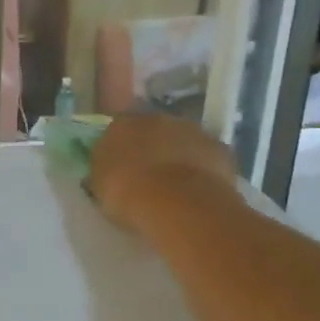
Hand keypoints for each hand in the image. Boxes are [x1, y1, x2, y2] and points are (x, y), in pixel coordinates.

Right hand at [89, 113, 238, 232]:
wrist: (176, 202)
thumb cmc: (127, 193)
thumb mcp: (100, 185)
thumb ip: (104, 169)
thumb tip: (109, 166)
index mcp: (122, 124)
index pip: (119, 129)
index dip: (122, 147)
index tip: (123, 167)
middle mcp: (158, 118)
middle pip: (154, 130)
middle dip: (153, 148)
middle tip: (150, 176)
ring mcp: (192, 130)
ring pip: (183, 140)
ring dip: (180, 156)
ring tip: (177, 187)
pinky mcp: (219, 148)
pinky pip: (208, 157)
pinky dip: (204, 169)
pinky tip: (200, 191)